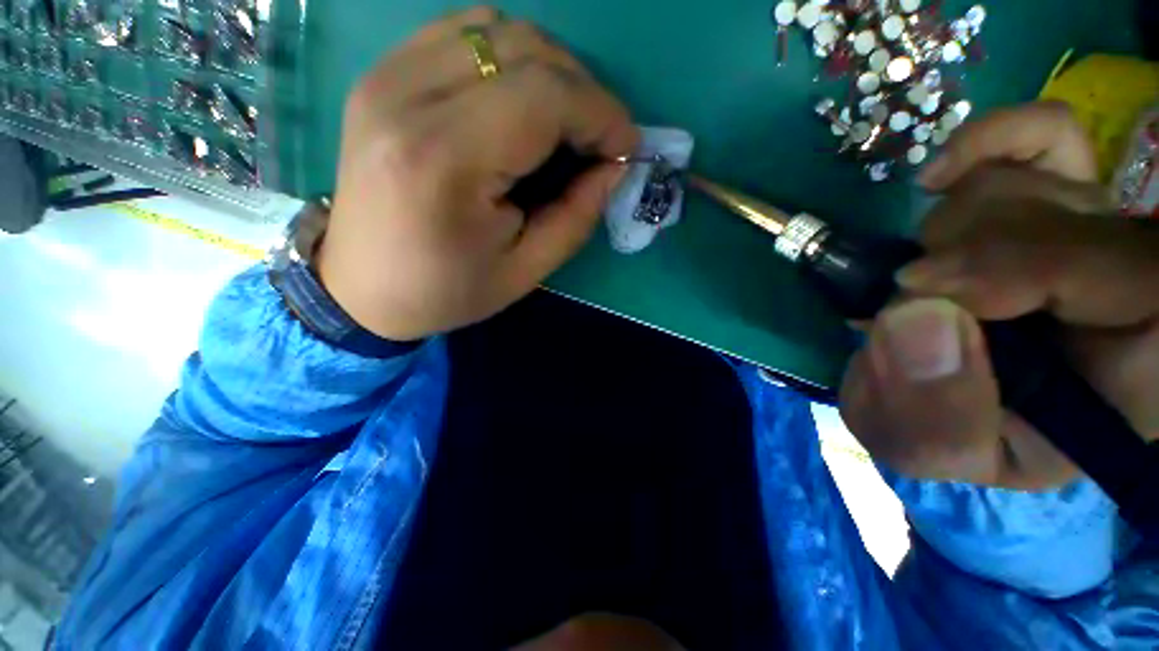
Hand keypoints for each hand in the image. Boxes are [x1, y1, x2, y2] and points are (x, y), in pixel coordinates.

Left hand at [317, 8, 637, 340]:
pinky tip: (517, 103)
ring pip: (495, 30)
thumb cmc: (446, 291)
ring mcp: (386, 77)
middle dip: (582, 92)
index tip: (627, 146)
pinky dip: (507, 59)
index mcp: (444, 160)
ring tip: (562, 123)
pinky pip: (461, 34)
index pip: (544, 98)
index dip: (601, 114)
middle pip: (524, 50)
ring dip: (548, 71)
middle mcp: (407, 98)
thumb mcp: (525, 271)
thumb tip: (614, 166)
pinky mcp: (381, 76)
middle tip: (599, 140)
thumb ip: (576, 215)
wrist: (361, 288)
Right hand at [840, 102, 1158, 489]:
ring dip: (943, 237)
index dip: (1012, 269)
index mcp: (1134, 366)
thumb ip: (932, 416)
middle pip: (1056, 215)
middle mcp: (1129, 281)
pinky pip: (1044, 133)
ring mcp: (1096, 227)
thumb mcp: (936, 450)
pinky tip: (939, 179)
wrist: (944, 397)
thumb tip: (914, 314)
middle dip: (958, 261)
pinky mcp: (1058, 197)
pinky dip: (987, 143)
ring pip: (1019, 184)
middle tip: (912, 307)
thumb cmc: (952, 432)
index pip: (1123, 273)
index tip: (919, 298)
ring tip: (922, 287)